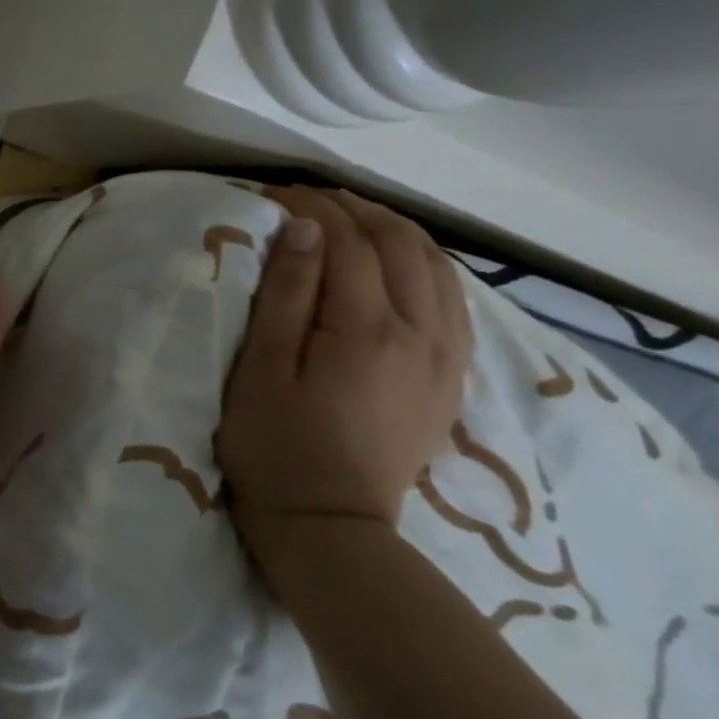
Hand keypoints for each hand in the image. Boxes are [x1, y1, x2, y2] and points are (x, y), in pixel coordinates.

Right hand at [218, 188, 472, 551]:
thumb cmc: (276, 444)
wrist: (331, 524)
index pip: (346, 242)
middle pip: (400, 244)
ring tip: (352, 218)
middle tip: (309, 198)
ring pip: (437, 267)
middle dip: (354, 209)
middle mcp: (421, 333)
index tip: (273, 193)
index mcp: (366, 329)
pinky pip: (455, 300)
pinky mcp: (451, 376)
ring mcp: (445, 356)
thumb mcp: (263, 367)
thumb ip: (286, 295)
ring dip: (395, 230)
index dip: (310, 208)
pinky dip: (427, 265)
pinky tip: (402, 263)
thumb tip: (305, 229)